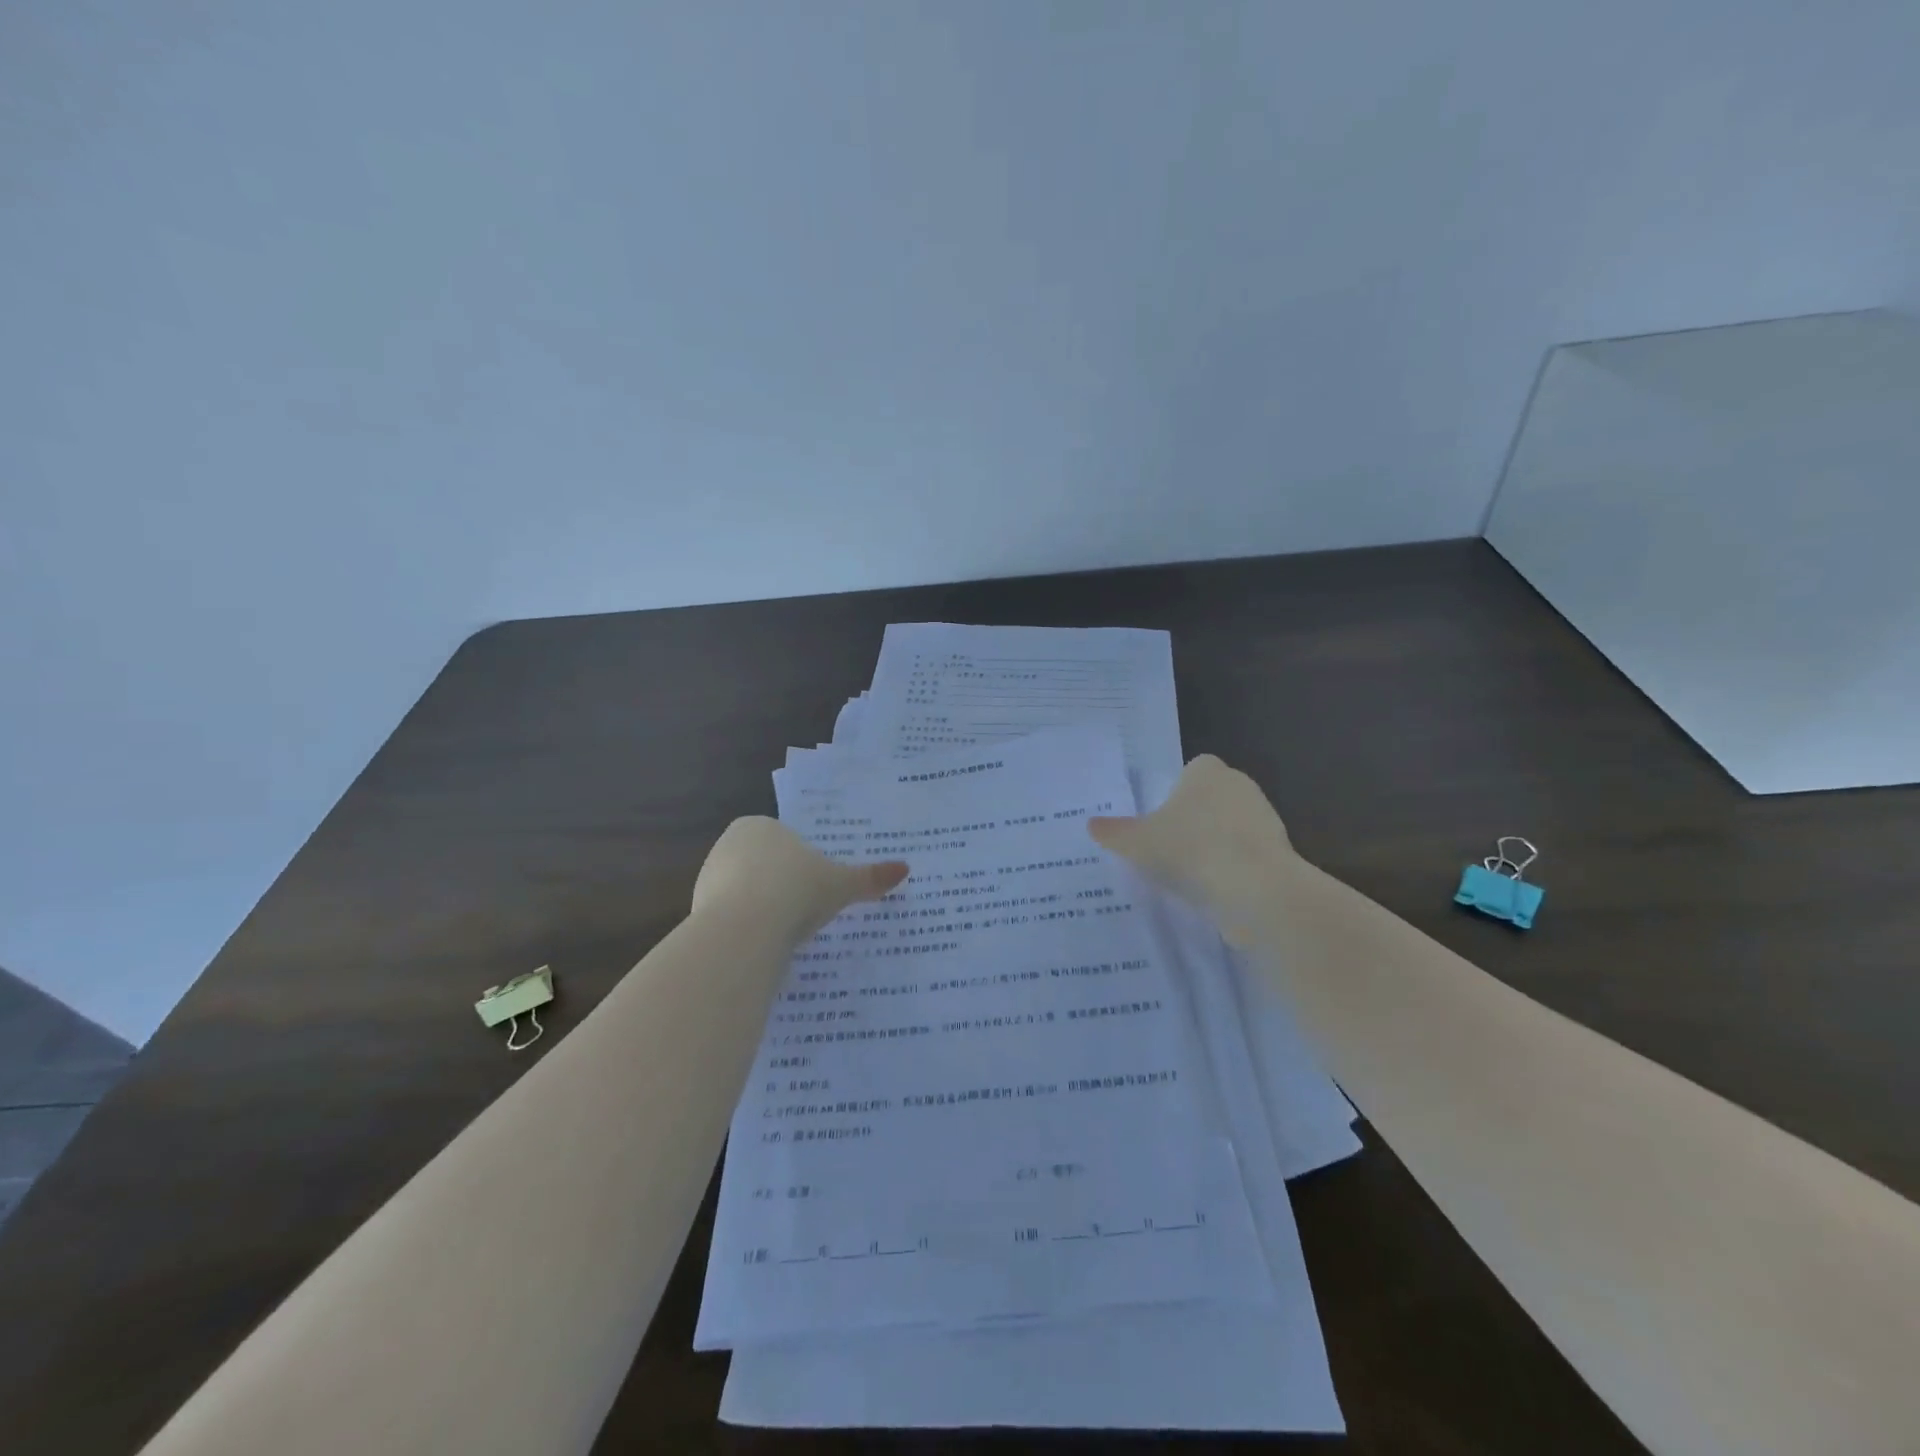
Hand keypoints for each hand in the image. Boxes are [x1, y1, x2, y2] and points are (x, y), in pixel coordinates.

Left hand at [693, 816, 907, 937]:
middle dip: (781, 887)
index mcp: (759, 826)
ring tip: (786, 934)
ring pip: (744, 893)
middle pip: (762, 867)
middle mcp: (728, 845)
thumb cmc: (797, 891)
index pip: (784, 841)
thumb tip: (905, 868)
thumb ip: (869, 877)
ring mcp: (708, 879)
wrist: (745, 929)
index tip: (816, 888)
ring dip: (762, 910)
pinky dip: (746, 931)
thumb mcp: (841, 884)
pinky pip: (730, 919)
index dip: (802, 865)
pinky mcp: (697, 911)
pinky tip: (763, 947)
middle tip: (805, 912)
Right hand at [1088, 755, 1296, 938]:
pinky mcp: (1279, 852)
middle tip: (1165, 849)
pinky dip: (1231, 870)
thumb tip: (1091, 825)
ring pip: (1229, 828)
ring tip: (1187, 876)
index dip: (1172, 795)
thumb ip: (1114, 832)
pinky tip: (1212, 892)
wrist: (1255, 889)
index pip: (1189, 772)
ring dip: (1213, 847)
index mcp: (1206, 771)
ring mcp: (1264, 818)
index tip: (1157, 822)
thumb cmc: (1190, 849)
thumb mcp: (1137, 842)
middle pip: (1209, 800)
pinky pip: (1245, 857)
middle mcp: (1239, 785)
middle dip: (1192, 821)